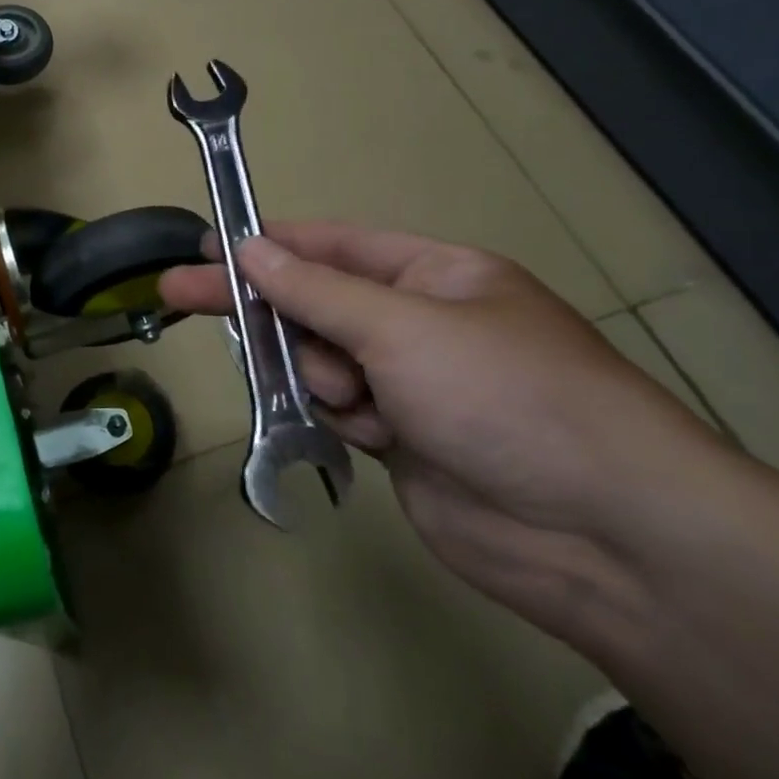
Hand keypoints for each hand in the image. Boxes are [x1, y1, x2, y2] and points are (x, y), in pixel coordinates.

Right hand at [161, 222, 727, 638]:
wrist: (601, 535)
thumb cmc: (505, 397)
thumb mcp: (404, 328)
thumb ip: (317, 291)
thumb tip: (251, 249)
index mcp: (435, 275)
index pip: (332, 245)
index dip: (267, 243)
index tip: (206, 244)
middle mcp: (418, 322)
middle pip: (315, 302)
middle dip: (261, 305)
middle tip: (177, 294)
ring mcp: (410, 383)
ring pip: (320, 360)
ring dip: (316, 373)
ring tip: (351, 399)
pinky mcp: (401, 438)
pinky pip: (337, 409)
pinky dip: (334, 415)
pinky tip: (361, 430)